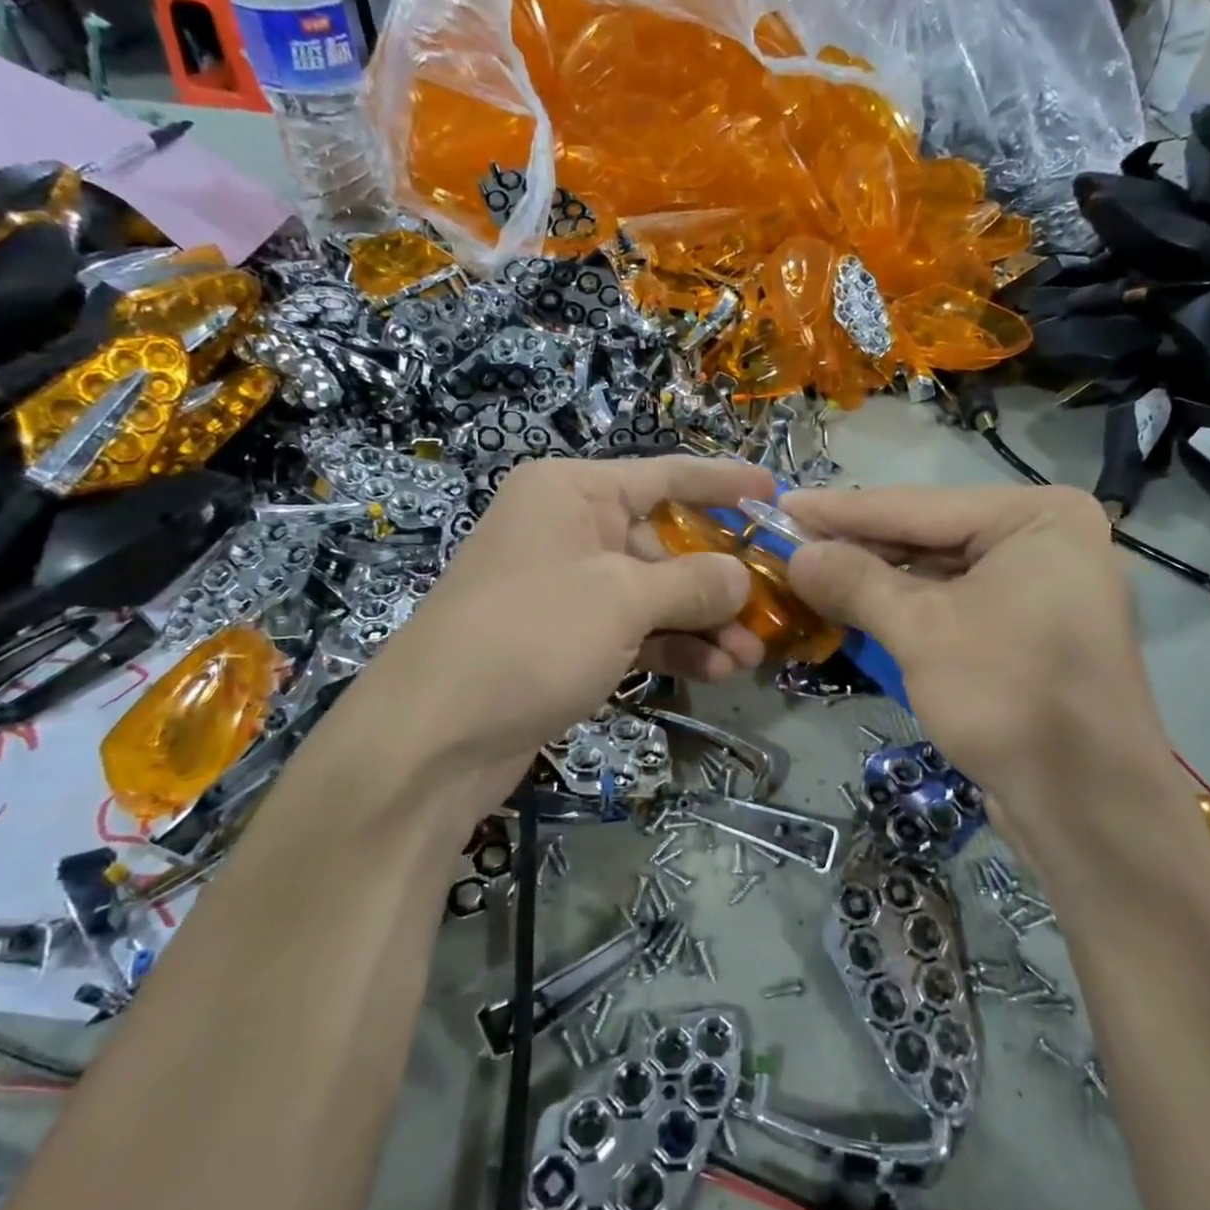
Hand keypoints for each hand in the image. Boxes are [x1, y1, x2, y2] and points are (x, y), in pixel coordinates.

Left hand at [347, 456, 772, 792]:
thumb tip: (741, 575)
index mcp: (572, 492)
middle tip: (771, 611)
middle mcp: (567, 529)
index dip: (723, 484)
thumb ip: (693, 581)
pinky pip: (630, 630)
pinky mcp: (562, 639)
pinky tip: (712, 672)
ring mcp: (563, 587)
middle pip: (662, 542)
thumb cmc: (532, 636)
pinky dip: (670, 647)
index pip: (664, 474)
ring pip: (651, 593)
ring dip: (702, 623)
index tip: (774, 494)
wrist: (434, 735)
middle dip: (718, 581)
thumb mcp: (623, 599)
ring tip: (749, 657)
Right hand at [784, 485, 1169, 806]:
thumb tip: (796, 554)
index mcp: (1037, 517)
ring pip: (936, 571)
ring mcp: (1039, 585)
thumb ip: (855, 582)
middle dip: (856, 546)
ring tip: (808, 571)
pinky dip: (903, 607)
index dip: (842, 509)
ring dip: (874, 579)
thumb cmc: (1009, 698)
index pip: (918, 505)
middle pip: (928, 535)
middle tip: (786, 541)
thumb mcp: (921, 631)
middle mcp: (1044, 539)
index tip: (781, 503)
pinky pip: (952, 602)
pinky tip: (853, 604)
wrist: (1087, 806)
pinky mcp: (1026, 628)